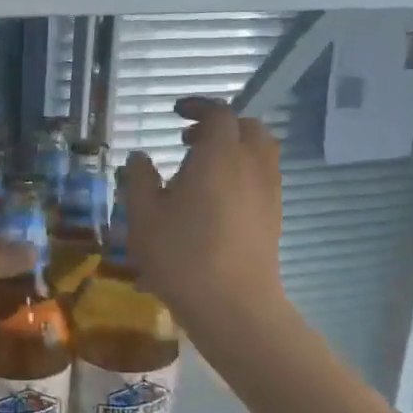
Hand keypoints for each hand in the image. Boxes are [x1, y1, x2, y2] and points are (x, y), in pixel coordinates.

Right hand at [118, 97, 289, 325]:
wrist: (233, 305)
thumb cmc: (181, 254)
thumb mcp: (143, 215)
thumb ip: (140, 179)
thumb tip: (140, 158)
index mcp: (220, 155)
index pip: (219, 114)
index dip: (198, 107)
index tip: (175, 113)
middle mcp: (252, 165)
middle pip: (248, 128)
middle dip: (220, 126)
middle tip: (188, 141)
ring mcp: (268, 192)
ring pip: (260, 154)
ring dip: (234, 150)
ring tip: (201, 171)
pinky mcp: (273, 218)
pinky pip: (262, 179)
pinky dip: (241, 174)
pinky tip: (214, 201)